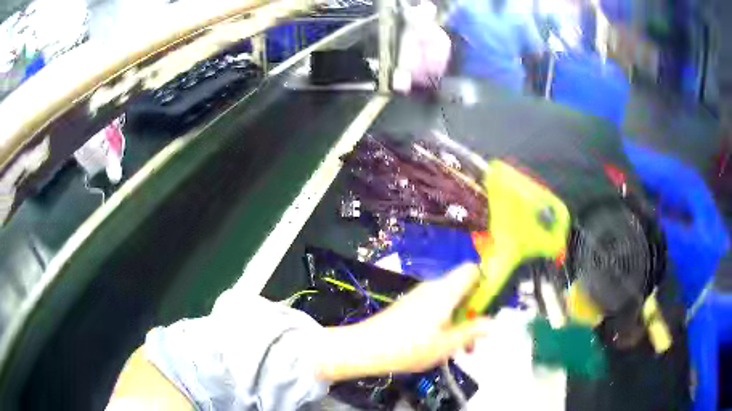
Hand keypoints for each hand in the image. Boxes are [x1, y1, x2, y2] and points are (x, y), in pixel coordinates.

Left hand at [312, 263, 490, 381]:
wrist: (365, 347)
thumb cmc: (408, 347)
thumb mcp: (446, 345)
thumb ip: (471, 332)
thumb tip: (492, 323)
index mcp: (446, 291)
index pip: (472, 269)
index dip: (485, 282)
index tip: (489, 306)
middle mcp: (433, 287)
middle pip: (462, 287)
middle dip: (473, 310)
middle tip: (475, 338)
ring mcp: (419, 295)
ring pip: (449, 300)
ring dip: (459, 320)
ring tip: (460, 348)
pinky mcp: (409, 304)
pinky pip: (435, 306)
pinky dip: (444, 320)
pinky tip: (439, 344)